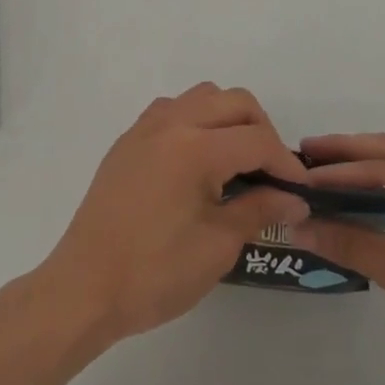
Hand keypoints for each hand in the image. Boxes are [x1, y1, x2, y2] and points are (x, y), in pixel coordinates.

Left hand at [35, 83, 310, 345]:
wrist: (84, 288)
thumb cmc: (154, 273)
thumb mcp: (217, 247)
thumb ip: (259, 211)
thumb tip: (295, 199)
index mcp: (196, 147)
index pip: (257, 139)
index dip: (285, 163)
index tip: (300, 190)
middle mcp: (172, 123)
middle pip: (234, 102)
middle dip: (261, 130)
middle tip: (270, 173)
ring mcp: (146, 127)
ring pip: (203, 96)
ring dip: (228, 118)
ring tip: (236, 161)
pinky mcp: (129, 139)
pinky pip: (173, 109)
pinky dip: (196, 121)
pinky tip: (198, 160)